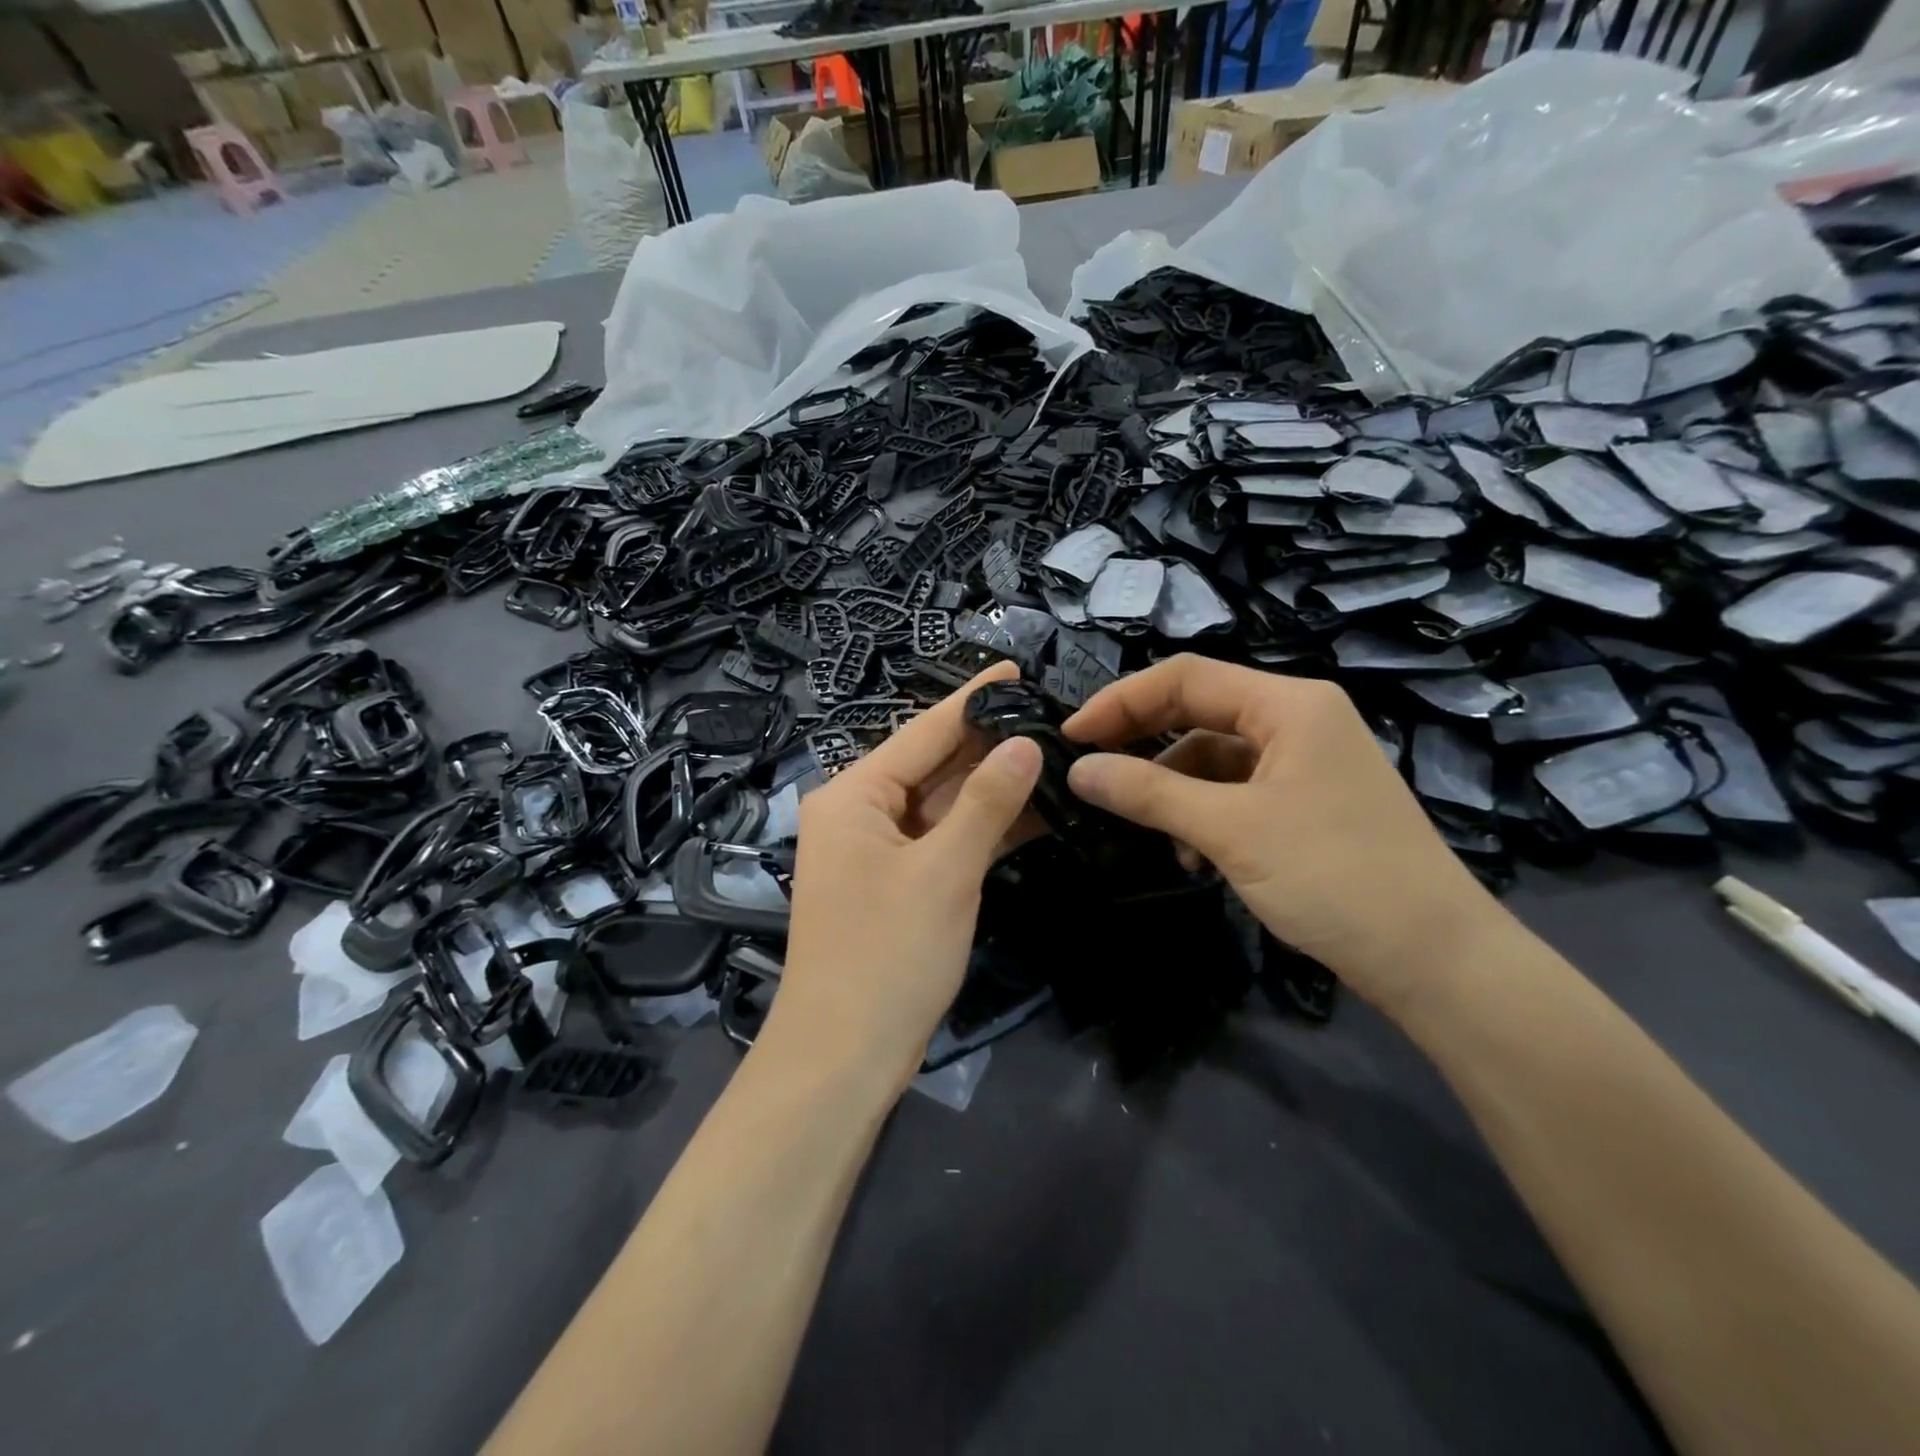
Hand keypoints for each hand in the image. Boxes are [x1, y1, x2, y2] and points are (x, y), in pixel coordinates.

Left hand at [765, 661, 1043, 1092]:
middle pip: (933, 765)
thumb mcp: (945, 872)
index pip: (923, 731)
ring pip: (942, 804)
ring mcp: (877, 850)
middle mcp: (860, 812)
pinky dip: (981, 829)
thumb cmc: (888, 955)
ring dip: (992, 788)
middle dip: (988, 744)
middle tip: (1050, 716)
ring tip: (1053, 754)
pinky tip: (1032, 811)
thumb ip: (987, 802)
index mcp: (855, 795)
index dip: (972, 700)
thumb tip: (1024, 743)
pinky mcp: (896, 883)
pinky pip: (942, 840)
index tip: (1015, 669)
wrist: (844, 1057)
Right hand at [1062, 654, 1505, 1016]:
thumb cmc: (1334, 877)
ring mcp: (1306, 762)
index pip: (1185, 677)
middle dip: (1143, 741)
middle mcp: (1299, 720)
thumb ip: (1149, 792)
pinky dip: (1204, 813)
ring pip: (1214, 755)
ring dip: (1172, 788)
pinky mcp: (1307, 801)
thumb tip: (1077, 770)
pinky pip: (1237, 790)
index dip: (1121, 701)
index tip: (1072, 735)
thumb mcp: (1231, 830)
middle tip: (1090, 771)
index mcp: (1289, 704)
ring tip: (1146, 830)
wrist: (1435, 960)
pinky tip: (1193, 856)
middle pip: (1199, 711)